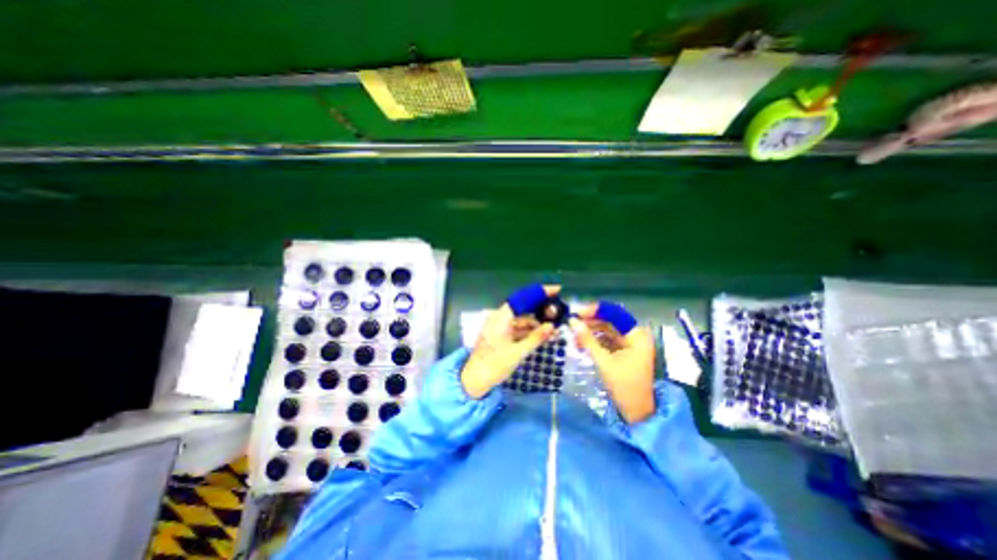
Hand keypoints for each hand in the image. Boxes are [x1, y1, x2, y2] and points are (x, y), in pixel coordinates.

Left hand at [460, 284, 559, 396]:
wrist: (475, 380)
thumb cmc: (494, 365)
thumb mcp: (517, 353)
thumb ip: (535, 338)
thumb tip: (552, 326)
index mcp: (501, 317)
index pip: (523, 298)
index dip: (540, 292)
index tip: (556, 290)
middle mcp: (500, 317)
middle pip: (523, 307)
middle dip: (541, 308)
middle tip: (559, 310)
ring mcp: (499, 326)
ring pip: (522, 318)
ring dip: (537, 321)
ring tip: (554, 325)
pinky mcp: (501, 334)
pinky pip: (518, 327)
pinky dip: (529, 330)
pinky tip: (542, 334)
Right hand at [573, 304, 659, 421]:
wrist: (637, 411)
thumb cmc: (624, 386)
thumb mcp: (604, 362)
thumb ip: (588, 340)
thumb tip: (572, 321)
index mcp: (637, 335)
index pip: (614, 314)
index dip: (594, 310)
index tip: (576, 312)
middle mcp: (635, 334)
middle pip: (610, 320)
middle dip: (590, 320)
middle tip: (571, 322)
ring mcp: (630, 342)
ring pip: (607, 329)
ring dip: (590, 330)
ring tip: (573, 333)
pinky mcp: (624, 349)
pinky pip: (607, 338)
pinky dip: (595, 339)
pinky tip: (581, 341)